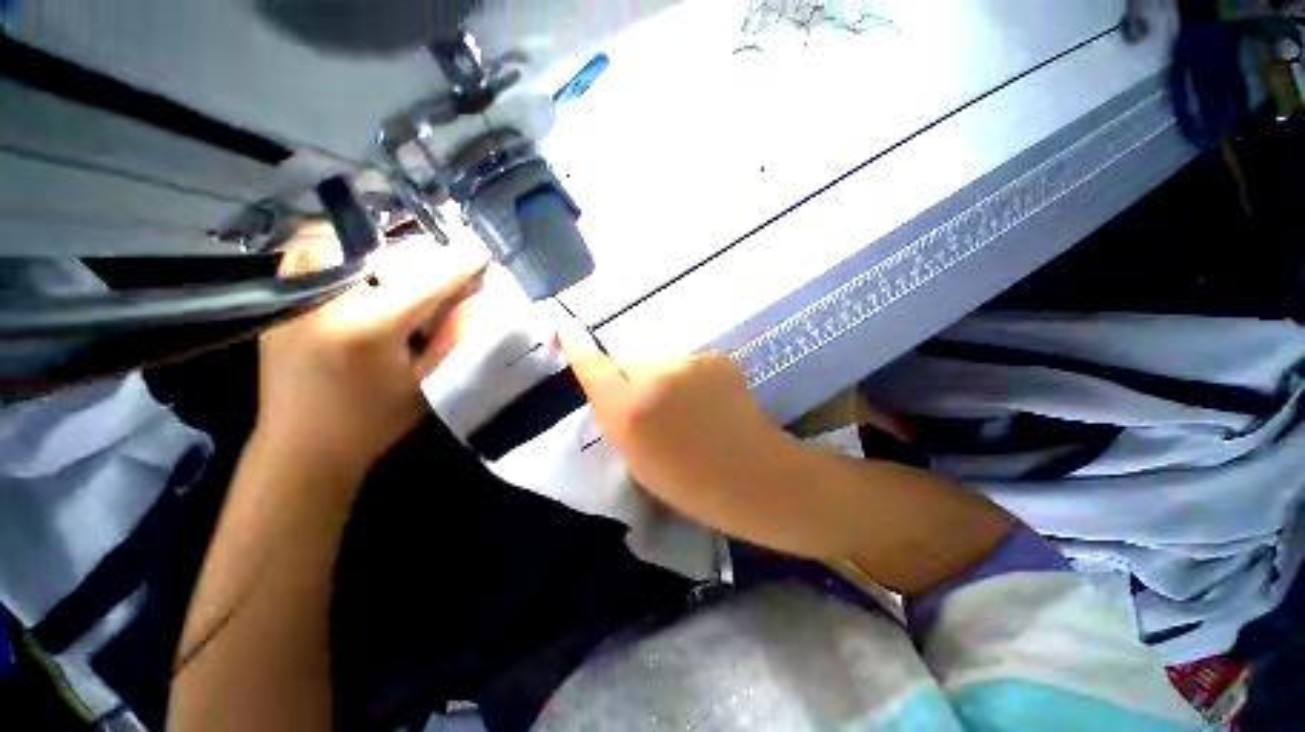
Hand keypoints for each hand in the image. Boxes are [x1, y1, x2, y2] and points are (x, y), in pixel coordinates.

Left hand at [256, 227, 487, 479]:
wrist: (301, 449)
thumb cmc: (371, 422)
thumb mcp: (426, 385)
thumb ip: (453, 340)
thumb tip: (476, 304)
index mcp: (371, 326)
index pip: (427, 282)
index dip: (459, 265)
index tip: (481, 251)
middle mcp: (328, 300)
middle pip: (382, 253)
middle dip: (420, 252)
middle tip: (442, 261)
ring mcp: (296, 298)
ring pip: (336, 243)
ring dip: (373, 244)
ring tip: (397, 259)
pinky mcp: (279, 304)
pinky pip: (306, 256)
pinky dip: (333, 250)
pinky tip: (353, 267)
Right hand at [560, 324, 836, 558]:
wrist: (752, 476)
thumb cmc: (689, 482)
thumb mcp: (637, 459)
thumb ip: (620, 418)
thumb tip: (616, 390)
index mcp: (630, 411)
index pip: (594, 368)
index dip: (578, 347)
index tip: (567, 326)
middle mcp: (655, 376)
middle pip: (631, 365)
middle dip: (635, 381)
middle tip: (656, 410)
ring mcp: (689, 362)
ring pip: (663, 365)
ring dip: (666, 381)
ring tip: (690, 411)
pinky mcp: (716, 357)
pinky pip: (690, 366)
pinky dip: (693, 380)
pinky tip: (712, 402)